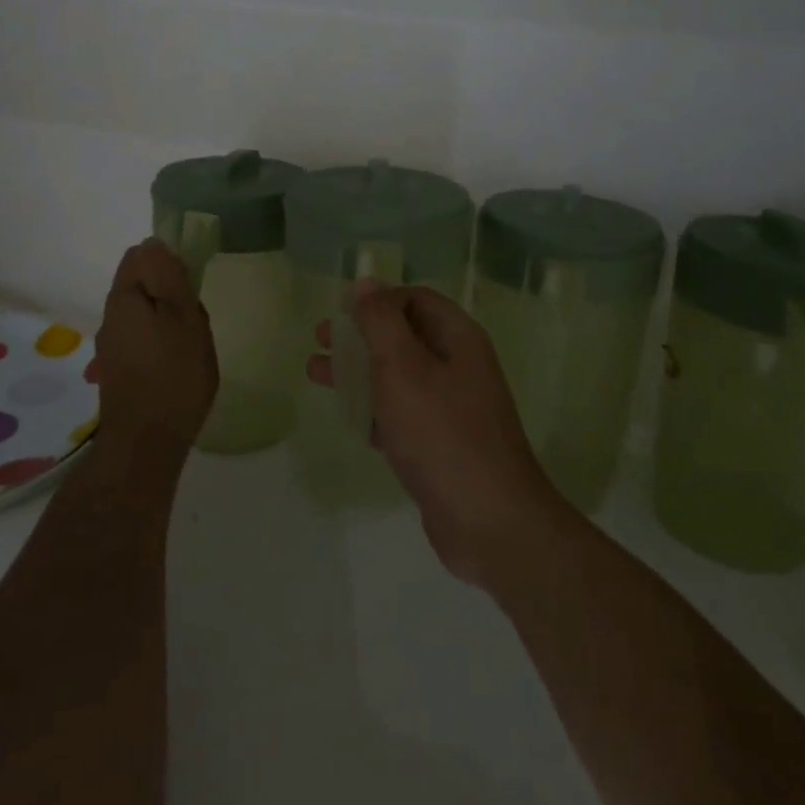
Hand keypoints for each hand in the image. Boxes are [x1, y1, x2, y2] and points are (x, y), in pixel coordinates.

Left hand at [92, 240, 218, 457]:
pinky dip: (159, 342)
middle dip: (169, 292)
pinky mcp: (116, 370)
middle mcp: (109, 317)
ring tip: (190, 344)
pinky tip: (176, 364)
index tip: (192, 283)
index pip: (140, 255)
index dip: (168, 261)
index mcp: (124, 297)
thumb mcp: (184, 317)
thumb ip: (169, 277)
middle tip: (196, 317)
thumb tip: (155, 243)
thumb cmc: (174, 374)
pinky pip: (139, 339)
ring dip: (165, 319)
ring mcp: (110, 346)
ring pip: (141, 313)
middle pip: (139, 284)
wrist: (146, 444)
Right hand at [308, 284, 563, 591]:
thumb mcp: (403, 368)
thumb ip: (381, 322)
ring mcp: (451, 409)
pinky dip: (373, 408)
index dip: (378, 298)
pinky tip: (346, 415)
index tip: (340, 309)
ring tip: (315, 372)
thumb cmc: (442, 433)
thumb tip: (366, 282)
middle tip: (320, 337)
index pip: (416, 299)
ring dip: (359, 370)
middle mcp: (458, 367)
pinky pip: (401, 414)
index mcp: (458, 339)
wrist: (489, 521)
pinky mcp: (440, 445)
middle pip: (404, 335)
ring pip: (398, 376)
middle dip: (361, 334)